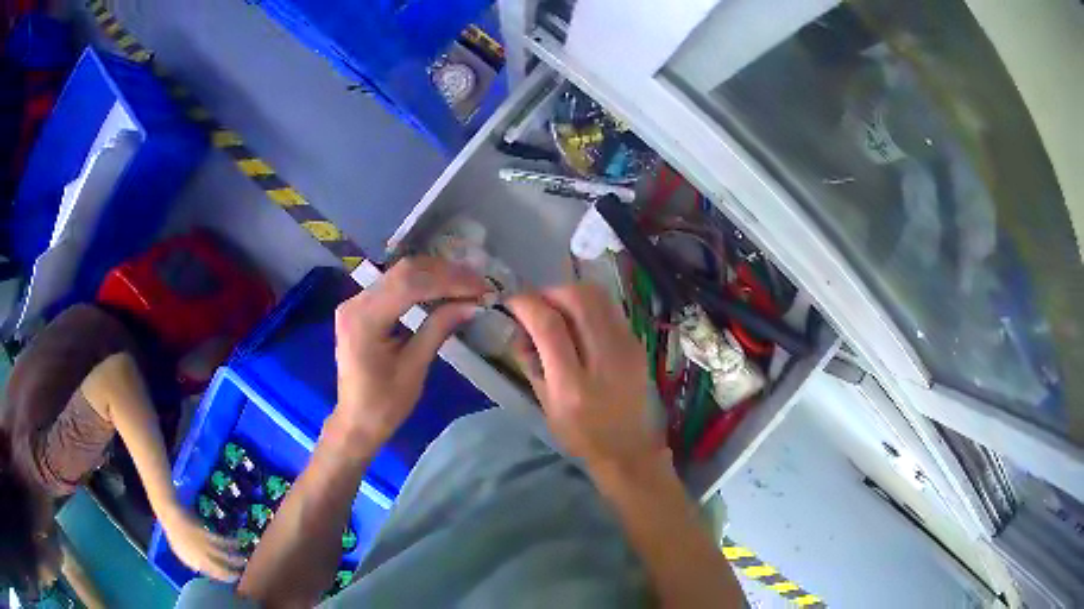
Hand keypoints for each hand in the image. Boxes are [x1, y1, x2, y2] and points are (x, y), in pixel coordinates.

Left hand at [160, 507, 244, 581]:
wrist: (172, 518)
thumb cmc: (177, 537)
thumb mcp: (183, 555)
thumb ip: (196, 565)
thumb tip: (207, 571)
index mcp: (197, 564)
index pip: (215, 575)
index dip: (227, 578)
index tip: (235, 579)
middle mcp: (202, 558)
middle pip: (222, 569)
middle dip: (234, 572)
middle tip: (244, 573)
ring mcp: (204, 546)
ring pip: (224, 556)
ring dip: (236, 559)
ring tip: (245, 560)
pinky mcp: (206, 534)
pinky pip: (221, 541)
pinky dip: (231, 542)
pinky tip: (237, 542)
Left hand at [331, 256, 489, 453]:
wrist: (356, 422)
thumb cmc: (384, 404)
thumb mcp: (415, 368)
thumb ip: (439, 328)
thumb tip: (472, 303)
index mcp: (364, 319)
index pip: (410, 284)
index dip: (449, 280)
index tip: (480, 287)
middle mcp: (355, 302)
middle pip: (404, 271)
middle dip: (445, 273)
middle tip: (478, 283)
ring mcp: (355, 302)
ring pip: (400, 273)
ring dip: (436, 275)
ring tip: (468, 284)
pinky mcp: (361, 307)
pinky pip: (394, 285)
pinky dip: (422, 284)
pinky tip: (444, 289)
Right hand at [507, 284, 660, 470]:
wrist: (628, 448)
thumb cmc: (580, 434)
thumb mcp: (545, 404)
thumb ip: (530, 361)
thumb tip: (520, 325)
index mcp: (573, 384)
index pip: (549, 326)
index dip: (526, 304)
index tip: (512, 301)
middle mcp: (604, 359)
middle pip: (578, 299)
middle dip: (550, 292)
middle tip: (537, 304)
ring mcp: (627, 348)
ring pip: (598, 296)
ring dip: (571, 294)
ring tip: (557, 308)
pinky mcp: (638, 344)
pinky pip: (610, 308)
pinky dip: (589, 305)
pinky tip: (580, 321)